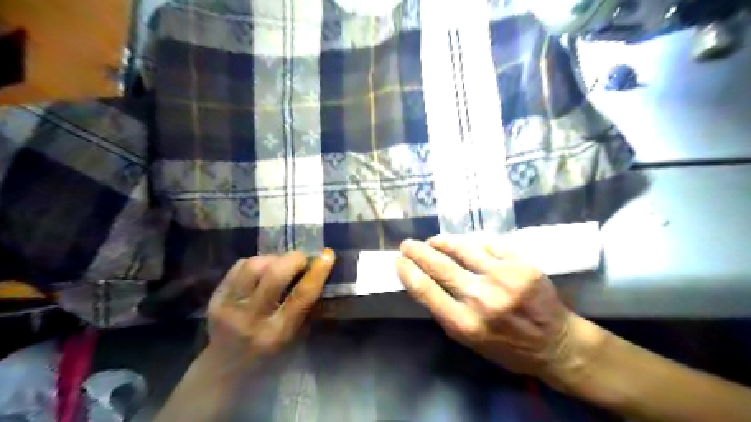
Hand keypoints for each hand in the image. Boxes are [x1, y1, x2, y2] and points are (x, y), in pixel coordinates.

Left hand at [205, 248, 333, 363]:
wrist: (225, 370)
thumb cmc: (270, 357)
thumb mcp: (294, 338)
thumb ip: (305, 308)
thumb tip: (316, 272)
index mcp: (277, 334)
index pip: (301, 295)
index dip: (317, 271)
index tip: (327, 255)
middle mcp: (252, 319)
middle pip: (274, 275)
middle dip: (294, 259)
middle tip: (303, 258)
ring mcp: (229, 308)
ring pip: (254, 266)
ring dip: (274, 258)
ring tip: (281, 263)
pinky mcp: (215, 298)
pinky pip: (238, 267)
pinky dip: (256, 261)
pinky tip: (263, 269)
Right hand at [399, 236, 578, 379]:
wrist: (555, 343)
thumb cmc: (507, 347)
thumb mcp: (469, 340)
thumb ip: (446, 311)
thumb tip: (424, 281)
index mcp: (464, 324)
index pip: (425, 290)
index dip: (407, 271)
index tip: (398, 261)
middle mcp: (481, 299)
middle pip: (439, 266)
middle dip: (417, 252)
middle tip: (407, 244)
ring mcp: (503, 278)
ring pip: (462, 248)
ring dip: (442, 242)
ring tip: (433, 241)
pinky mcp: (521, 264)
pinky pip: (487, 244)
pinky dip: (471, 242)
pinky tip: (464, 244)